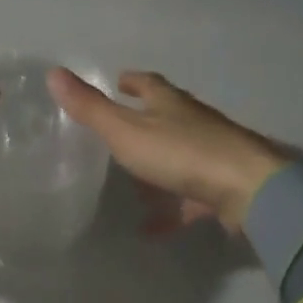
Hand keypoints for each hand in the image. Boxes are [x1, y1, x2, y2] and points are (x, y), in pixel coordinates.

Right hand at [48, 68, 287, 232]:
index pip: (149, 84)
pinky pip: (189, 198)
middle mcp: (194, 123)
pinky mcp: (222, 187)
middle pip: (167, 118)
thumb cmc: (182, 153)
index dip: (132, 81)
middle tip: (119, 133)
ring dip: (156, 169)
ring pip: (178, 158)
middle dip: (144, 122)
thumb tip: (53, 72)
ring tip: (130, 186)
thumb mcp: (126, 131)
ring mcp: (212, 155)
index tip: (119, 80)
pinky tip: (150, 229)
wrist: (248, 189)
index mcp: (170, 104)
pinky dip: (170, 210)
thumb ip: (91, 108)